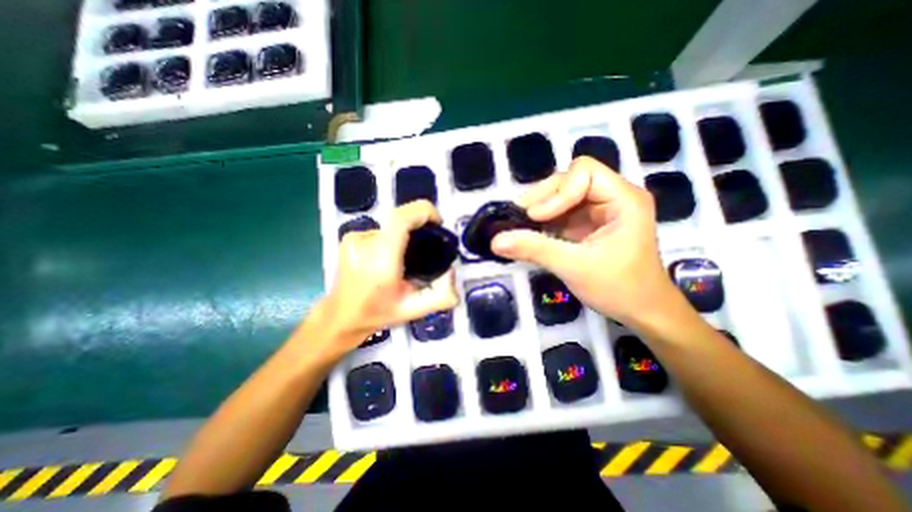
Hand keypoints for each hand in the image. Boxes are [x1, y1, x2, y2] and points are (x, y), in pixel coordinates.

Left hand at [317, 200, 458, 355]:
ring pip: (391, 225)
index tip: (438, 223)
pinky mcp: (350, 237)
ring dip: (405, 235)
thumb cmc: (377, 313)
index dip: (424, 212)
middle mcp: (365, 242)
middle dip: (420, 225)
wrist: (341, 316)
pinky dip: (392, 239)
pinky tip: (389, 259)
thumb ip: (442, 296)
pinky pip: (381, 230)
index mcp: (381, 259)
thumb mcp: (415, 310)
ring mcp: (355, 237)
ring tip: (406, 259)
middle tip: (428, 247)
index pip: (401, 218)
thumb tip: (452, 271)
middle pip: (400, 217)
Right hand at [496, 155, 678, 324]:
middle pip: (570, 179)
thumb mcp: (574, 267)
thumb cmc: (618, 288)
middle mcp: (613, 196)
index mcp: (623, 199)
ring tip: (522, 226)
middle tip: (521, 218)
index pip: (583, 172)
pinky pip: (561, 212)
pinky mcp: (588, 223)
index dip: (557, 191)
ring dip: (540, 209)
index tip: (536, 218)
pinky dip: (544, 221)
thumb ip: (534, 249)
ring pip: (562, 195)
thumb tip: (496, 240)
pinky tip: (532, 233)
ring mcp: (600, 209)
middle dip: (544, 198)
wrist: (641, 311)